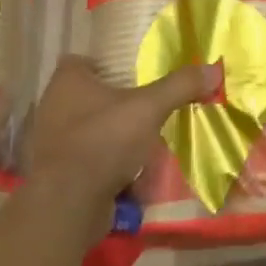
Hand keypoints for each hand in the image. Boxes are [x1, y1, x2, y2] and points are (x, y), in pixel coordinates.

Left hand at [26, 56, 221, 231]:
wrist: (68, 203)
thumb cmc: (104, 140)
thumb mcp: (149, 107)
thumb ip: (179, 86)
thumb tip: (213, 69)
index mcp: (67, 83)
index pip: (80, 62)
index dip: (103, 65)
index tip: (130, 75)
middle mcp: (52, 109)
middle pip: (88, 98)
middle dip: (115, 105)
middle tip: (146, 108)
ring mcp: (52, 146)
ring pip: (89, 133)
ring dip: (113, 138)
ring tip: (144, 142)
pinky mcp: (57, 177)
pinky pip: (88, 164)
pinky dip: (107, 167)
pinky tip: (132, 174)